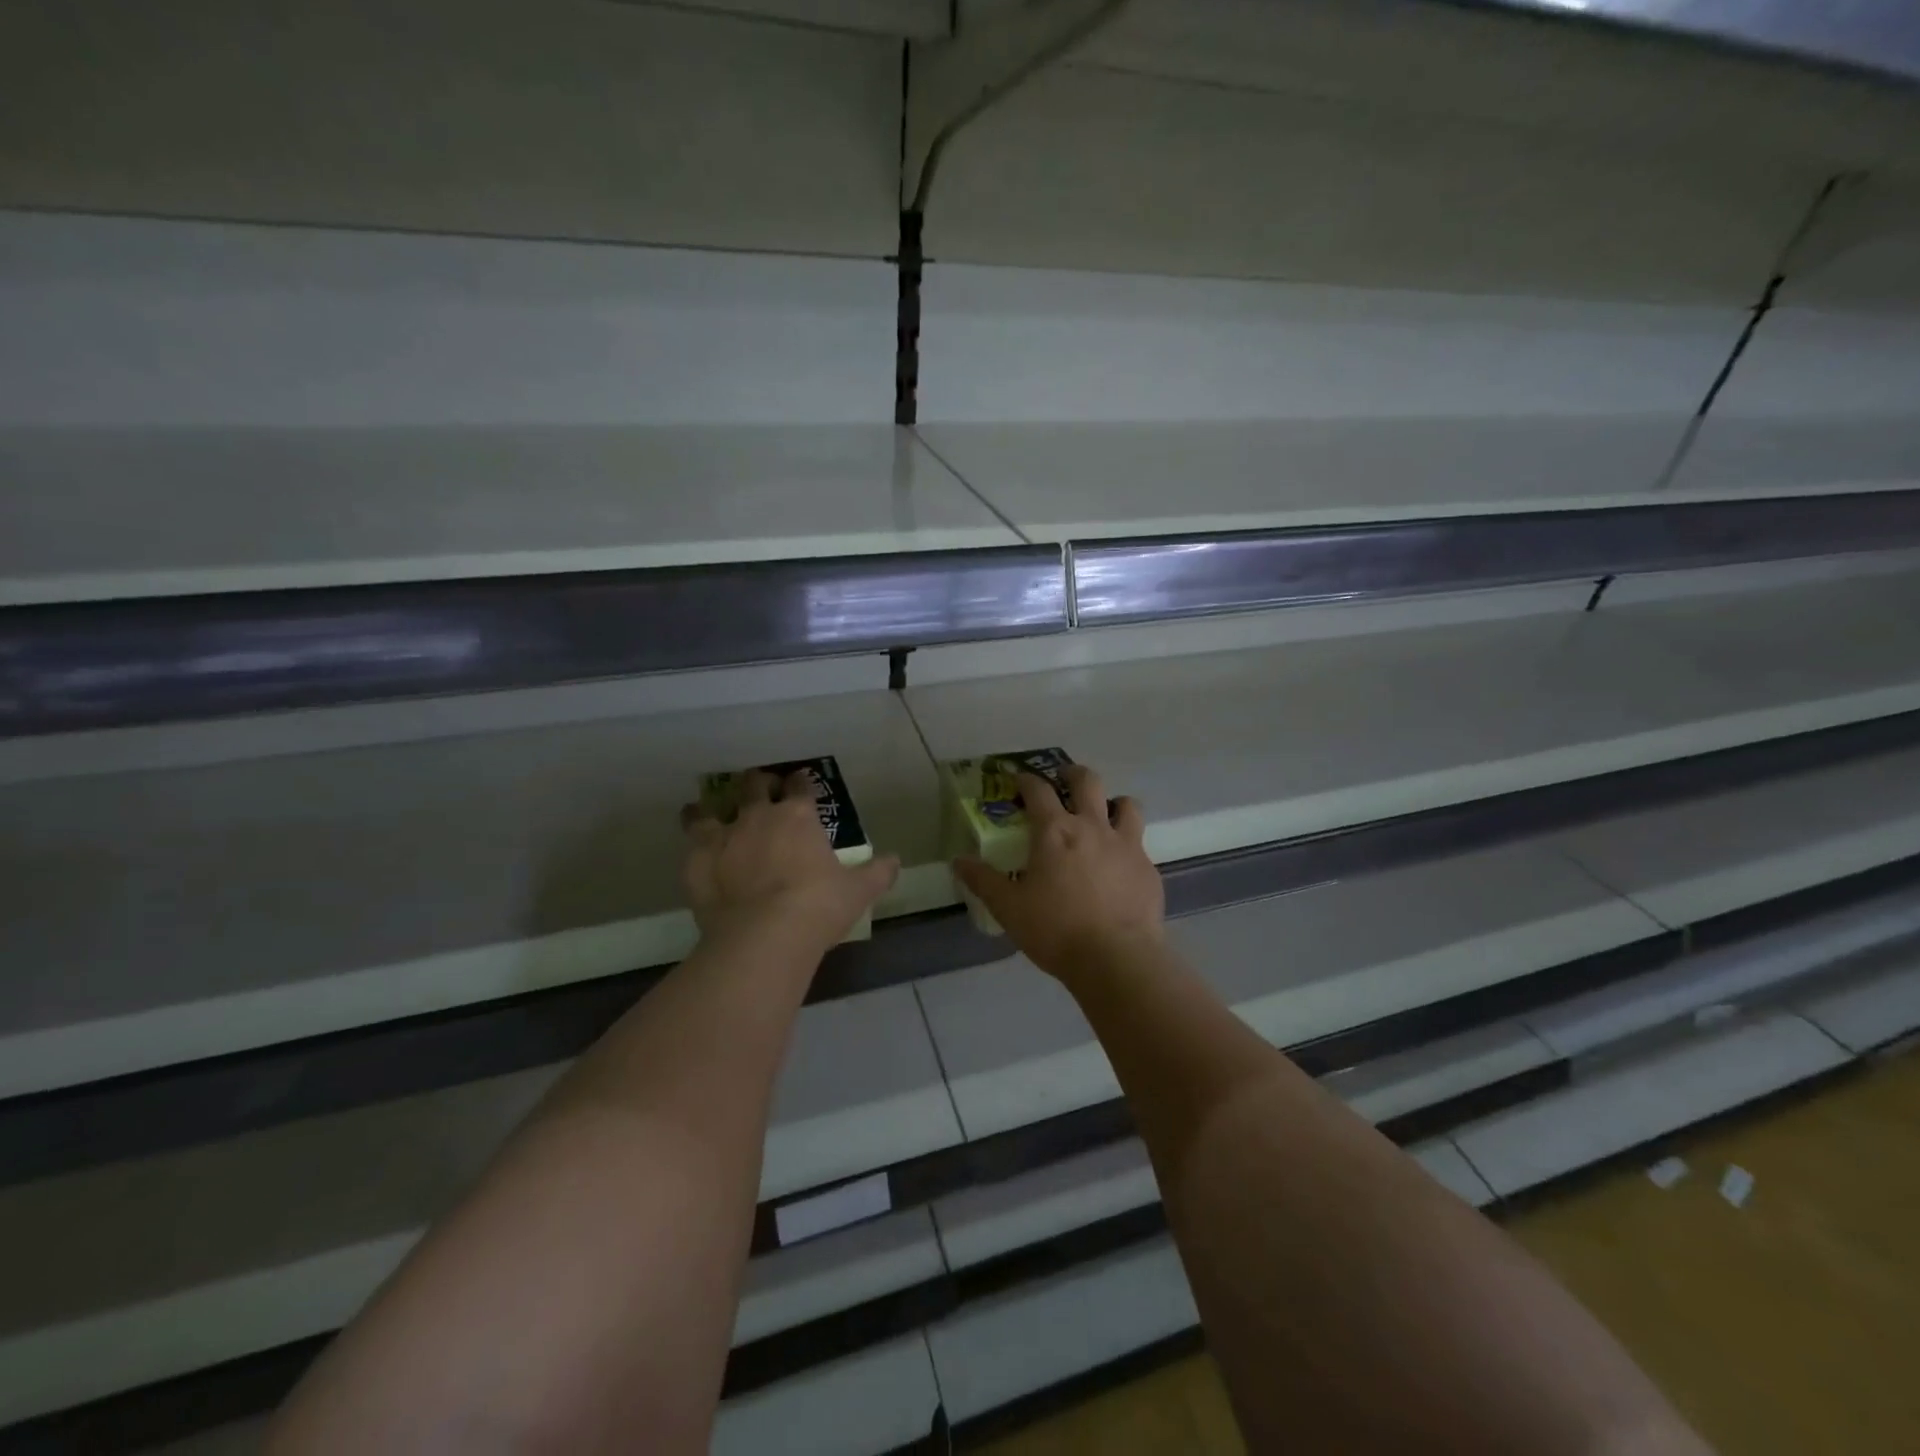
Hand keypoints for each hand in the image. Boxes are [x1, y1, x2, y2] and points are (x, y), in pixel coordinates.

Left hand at [682, 770, 899, 957]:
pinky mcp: (697, 859)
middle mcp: (759, 816)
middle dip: (758, 784)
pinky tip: (696, 849)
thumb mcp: (858, 891)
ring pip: (711, 808)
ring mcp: (724, 835)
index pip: (801, 785)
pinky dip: (693, 840)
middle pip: (754, 784)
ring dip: (712, 808)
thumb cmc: (818, 907)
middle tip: (760, 792)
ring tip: (710, 812)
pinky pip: (689, 839)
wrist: (764, 936)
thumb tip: (895, 861)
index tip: (801, 783)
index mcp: (799, 817)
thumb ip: (877, 873)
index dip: (802, 782)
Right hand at [953, 764, 1164, 984]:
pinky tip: (1120, 865)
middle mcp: (1092, 827)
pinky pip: (1139, 843)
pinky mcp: (1147, 868)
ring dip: (1113, 802)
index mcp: (1054, 832)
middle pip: (1087, 781)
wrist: (1117, 958)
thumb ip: (983, 881)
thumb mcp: (1009, 908)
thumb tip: (958, 861)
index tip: (1019, 780)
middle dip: (1073, 774)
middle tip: (1064, 779)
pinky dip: (1128, 844)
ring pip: (1126, 804)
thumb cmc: (1056, 930)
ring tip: (1104, 814)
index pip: (1038, 790)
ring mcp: (1125, 845)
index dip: (1026, 780)